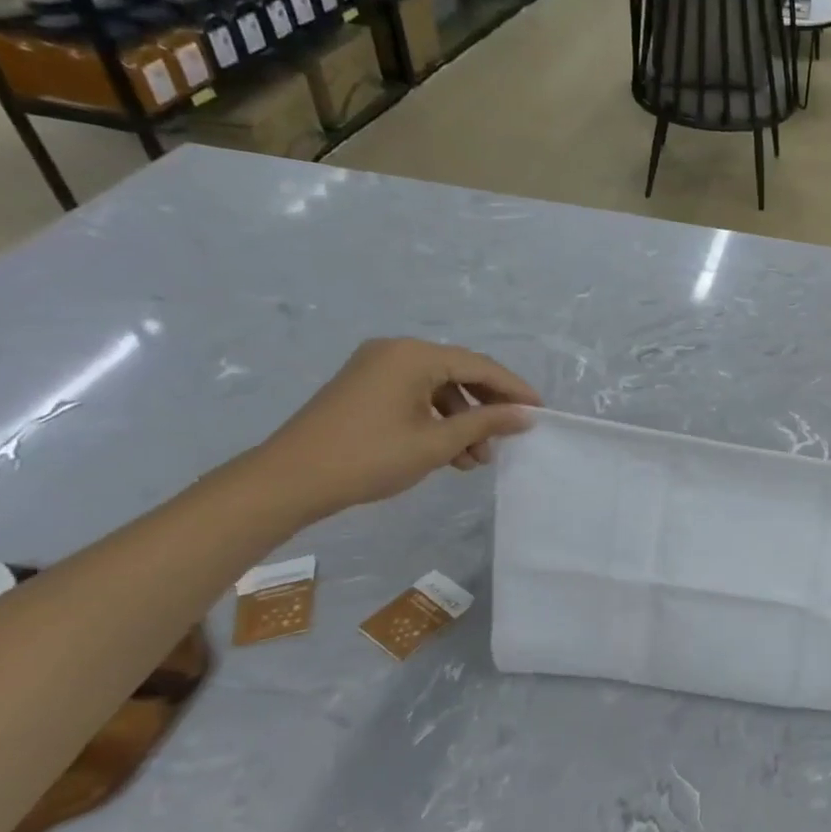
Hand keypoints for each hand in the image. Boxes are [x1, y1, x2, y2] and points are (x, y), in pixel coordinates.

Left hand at [247, 339, 538, 522]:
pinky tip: (448, 452)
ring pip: (438, 388)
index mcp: (414, 355)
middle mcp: (396, 351)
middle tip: (508, 438)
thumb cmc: (370, 457)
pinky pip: (415, 395)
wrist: (290, 480)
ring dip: (463, 420)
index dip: (514, 389)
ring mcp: (376, 367)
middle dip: (487, 408)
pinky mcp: (364, 387)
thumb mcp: (436, 443)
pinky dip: (437, 420)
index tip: (540, 412)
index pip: (479, 366)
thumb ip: (485, 424)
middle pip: (460, 373)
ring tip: (475, 459)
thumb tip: (525, 415)